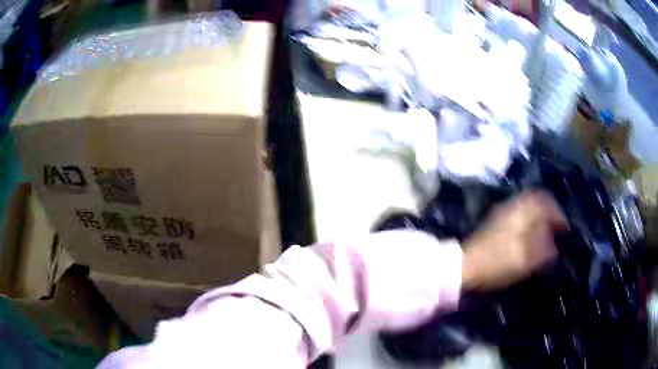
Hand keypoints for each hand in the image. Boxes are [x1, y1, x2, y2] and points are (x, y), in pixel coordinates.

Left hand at [461, 191, 568, 290]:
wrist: (464, 266)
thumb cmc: (496, 263)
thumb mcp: (524, 260)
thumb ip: (543, 250)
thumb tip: (554, 245)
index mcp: (522, 211)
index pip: (546, 201)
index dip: (559, 214)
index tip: (566, 229)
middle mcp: (513, 205)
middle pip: (537, 199)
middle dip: (550, 211)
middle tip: (558, 227)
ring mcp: (503, 211)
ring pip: (528, 205)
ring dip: (540, 214)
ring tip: (547, 231)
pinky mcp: (496, 220)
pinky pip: (520, 212)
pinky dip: (530, 219)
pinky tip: (531, 233)